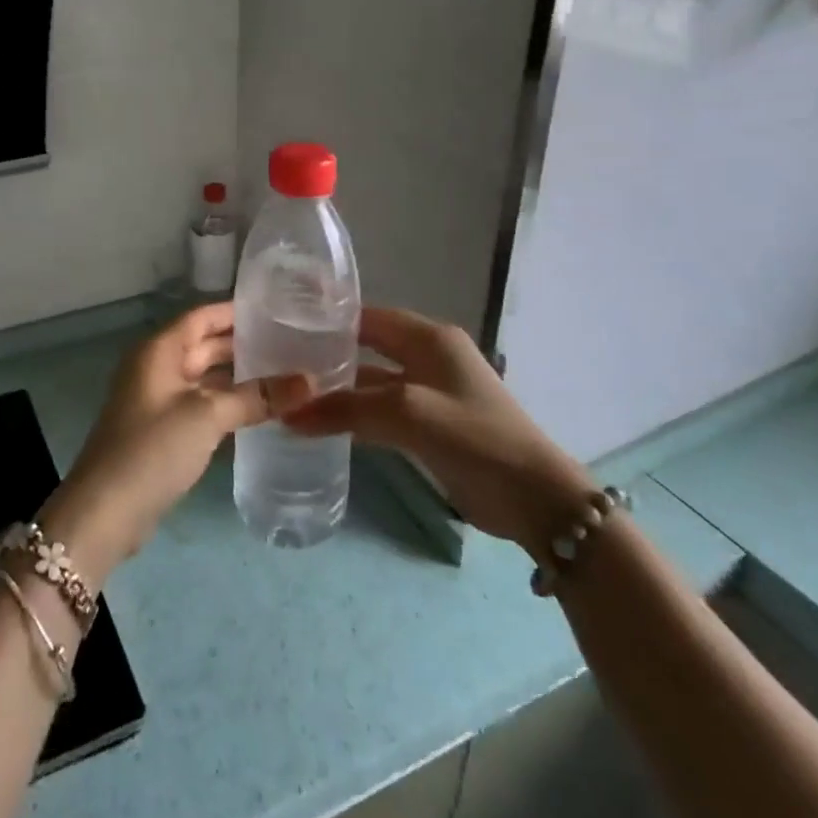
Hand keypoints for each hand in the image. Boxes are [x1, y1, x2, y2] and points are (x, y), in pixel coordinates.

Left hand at [41, 303, 310, 585]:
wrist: (106, 511)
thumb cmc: (153, 449)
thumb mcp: (207, 416)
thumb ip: (256, 396)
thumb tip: (309, 381)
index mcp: (160, 350)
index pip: (203, 316)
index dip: (237, 311)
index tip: (278, 309)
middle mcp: (157, 367)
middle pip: (205, 345)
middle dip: (245, 345)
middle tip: (292, 344)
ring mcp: (159, 400)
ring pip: (206, 377)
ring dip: (240, 377)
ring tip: (286, 374)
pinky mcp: (163, 430)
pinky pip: (202, 404)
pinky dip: (229, 404)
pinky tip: (262, 410)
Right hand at [282, 306, 596, 558]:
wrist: (536, 500)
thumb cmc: (476, 439)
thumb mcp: (408, 414)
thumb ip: (348, 409)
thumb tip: (287, 413)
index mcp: (429, 338)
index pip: (367, 317)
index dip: (329, 321)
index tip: (284, 328)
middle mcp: (428, 356)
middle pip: (368, 347)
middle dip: (329, 356)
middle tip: (281, 364)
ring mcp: (430, 392)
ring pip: (373, 381)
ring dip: (340, 389)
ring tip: (292, 394)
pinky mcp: (430, 425)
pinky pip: (383, 410)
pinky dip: (356, 415)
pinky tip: (322, 425)